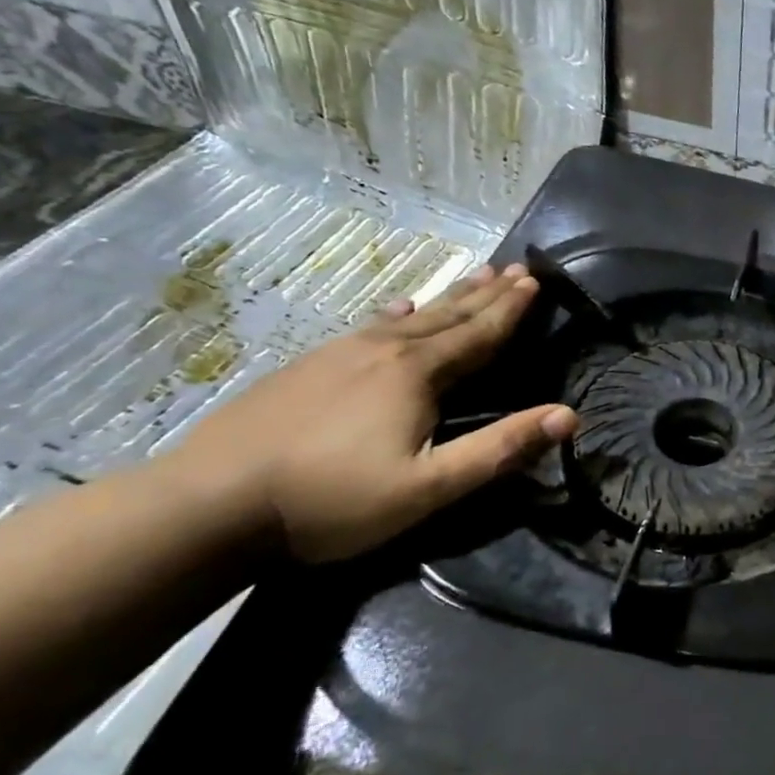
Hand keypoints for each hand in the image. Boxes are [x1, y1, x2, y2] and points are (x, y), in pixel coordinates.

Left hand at [169, 263, 575, 561]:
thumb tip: (569, 416)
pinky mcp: (306, 368)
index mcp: (417, 375)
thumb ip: (500, 449)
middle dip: (486, 294)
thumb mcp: (429, 487)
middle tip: (514, 268)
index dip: (510, 310)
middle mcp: (382, 352)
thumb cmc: (331, 500)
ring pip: (409, 317)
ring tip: (473, 276)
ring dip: (448, 298)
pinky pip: (368, 327)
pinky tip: (397, 308)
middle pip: (447, 316)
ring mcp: (337, 355)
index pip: (479, 335)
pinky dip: (395, 313)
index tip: (535, 281)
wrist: (205, 506)